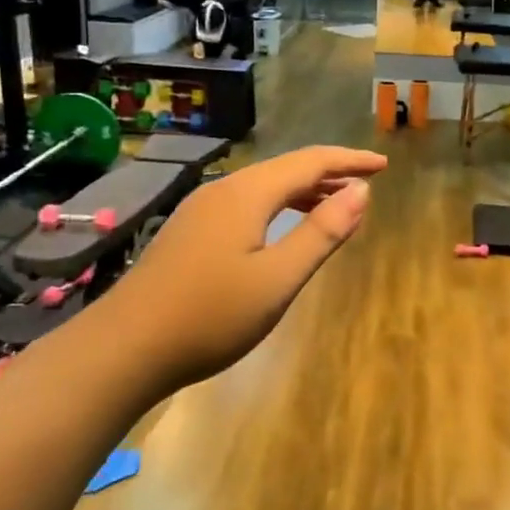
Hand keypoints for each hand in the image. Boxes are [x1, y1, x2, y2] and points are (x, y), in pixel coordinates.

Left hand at [96, 146, 386, 393]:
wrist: (125, 347)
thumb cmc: (210, 315)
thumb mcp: (278, 279)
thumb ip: (321, 232)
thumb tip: (361, 191)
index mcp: (248, 193)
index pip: (311, 162)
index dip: (350, 161)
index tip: (384, 166)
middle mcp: (224, 189)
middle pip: (286, 168)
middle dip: (329, 173)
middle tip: (366, 184)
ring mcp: (202, 209)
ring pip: (264, 187)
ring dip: (303, 190)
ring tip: (335, 204)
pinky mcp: (190, 231)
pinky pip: (246, 204)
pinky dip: (278, 207)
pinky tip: (283, 228)